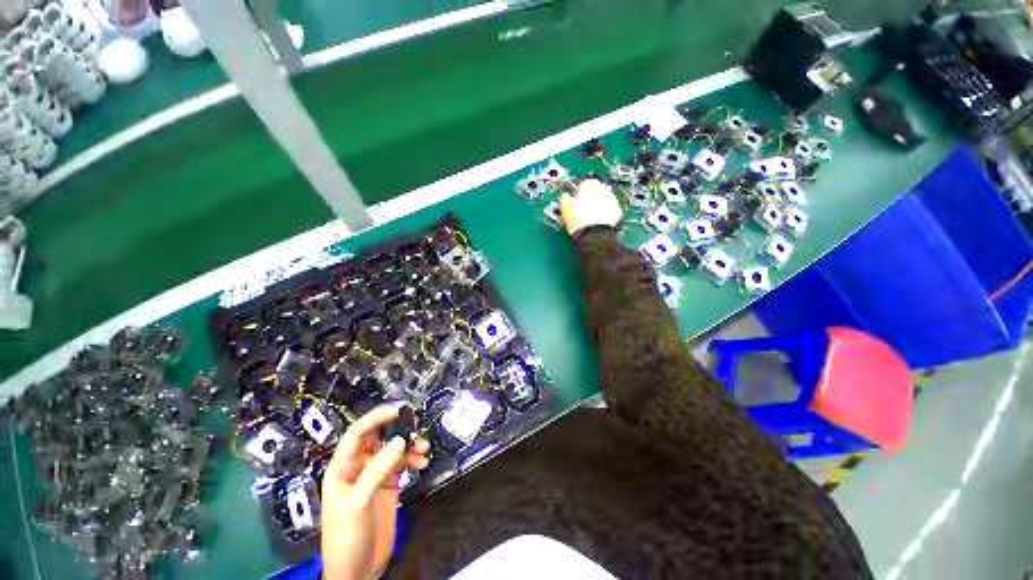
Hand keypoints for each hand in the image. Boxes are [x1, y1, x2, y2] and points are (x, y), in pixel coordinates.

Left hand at [321, 404, 430, 579]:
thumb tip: (400, 440)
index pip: (358, 433)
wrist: (357, 570)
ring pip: (394, 449)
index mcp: (343, 467)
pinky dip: (414, 459)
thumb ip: (378, 470)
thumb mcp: (357, 503)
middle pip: (379, 437)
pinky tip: (422, 462)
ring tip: (424, 448)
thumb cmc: (346, 537)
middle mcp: (360, 466)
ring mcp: (376, 475)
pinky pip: (404, 463)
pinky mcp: (390, 484)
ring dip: (410, 445)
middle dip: (397, 428)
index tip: (398, 410)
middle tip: (415, 421)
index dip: (376, 418)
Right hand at [559, 178, 622, 236]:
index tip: (576, 199)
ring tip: (590, 217)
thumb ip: (565, 198)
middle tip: (583, 208)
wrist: (593, 235)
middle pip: (597, 190)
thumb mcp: (565, 207)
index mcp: (590, 185)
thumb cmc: (578, 220)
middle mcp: (604, 189)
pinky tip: (598, 222)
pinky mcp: (618, 212)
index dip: (580, 191)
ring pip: (605, 199)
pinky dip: (606, 214)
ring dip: (599, 205)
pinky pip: (611, 210)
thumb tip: (565, 197)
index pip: (585, 183)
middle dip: (591, 197)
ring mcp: (613, 200)